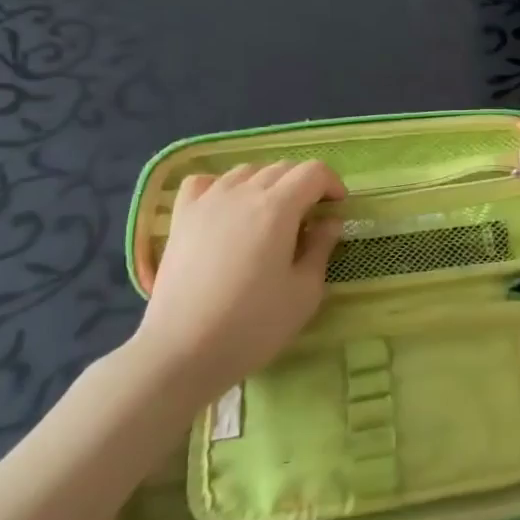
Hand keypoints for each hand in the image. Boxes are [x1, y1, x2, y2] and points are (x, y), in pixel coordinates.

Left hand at [132, 161, 345, 407]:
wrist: (182, 351)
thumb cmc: (253, 325)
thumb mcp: (305, 292)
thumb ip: (321, 248)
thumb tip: (330, 222)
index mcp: (278, 208)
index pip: (313, 172)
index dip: (332, 183)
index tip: (338, 208)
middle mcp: (243, 193)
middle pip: (281, 168)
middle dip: (304, 184)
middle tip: (310, 218)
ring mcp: (207, 202)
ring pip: (246, 172)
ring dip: (267, 184)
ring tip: (270, 214)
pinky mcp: (181, 218)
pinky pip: (204, 182)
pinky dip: (222, 186)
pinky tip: (227, 208)